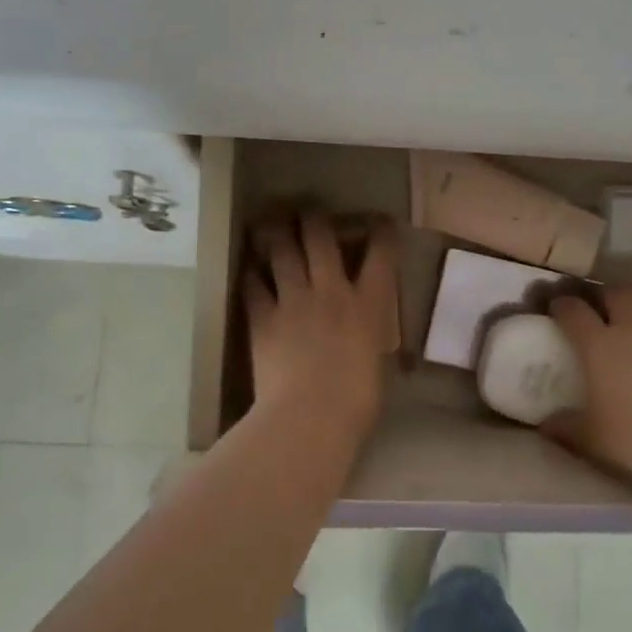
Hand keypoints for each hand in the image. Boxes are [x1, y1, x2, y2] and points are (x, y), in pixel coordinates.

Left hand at [245, 211, 398, 437]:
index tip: (380, 221)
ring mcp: (294, 301)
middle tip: (308, 213)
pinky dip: (252, 276)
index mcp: (368, 304)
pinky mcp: (263, 318)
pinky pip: (253, 287)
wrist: (309, 417)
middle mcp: (331, 291)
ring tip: (269, 224)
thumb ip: (369, 339)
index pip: (381, 254)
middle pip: (321, 239)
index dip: (381, 231)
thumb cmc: (356, 402)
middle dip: (314, 220)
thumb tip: (365, 337)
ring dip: (276, 234)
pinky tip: (249, 271)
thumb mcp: (376, 363)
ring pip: (283, 252)